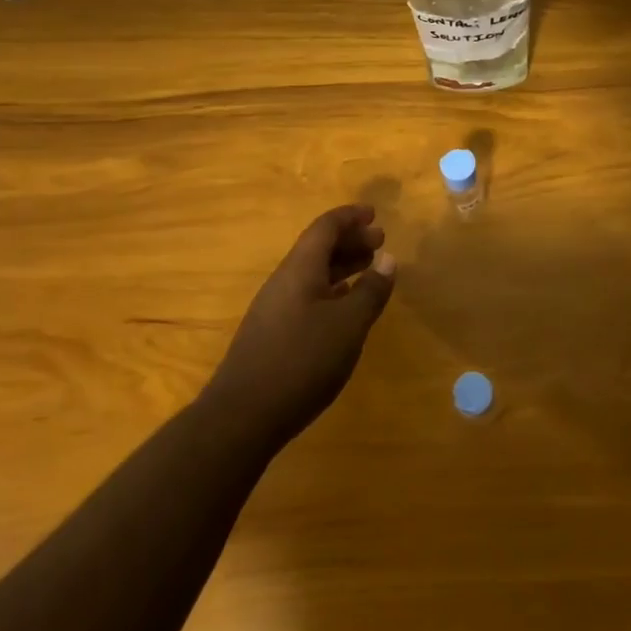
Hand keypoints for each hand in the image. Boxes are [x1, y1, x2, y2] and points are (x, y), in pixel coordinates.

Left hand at [203, 204, 397, 444]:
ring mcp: (274, 308)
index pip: (325, 228)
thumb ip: (371, 290)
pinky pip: (307, 296)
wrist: (242, 416)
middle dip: (349, 240)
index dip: (350, 217)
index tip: (374, 214)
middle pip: (317, 248)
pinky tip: (345, 307)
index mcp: (300, 269)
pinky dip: (331, 290)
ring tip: (369, 269)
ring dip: (342, 266)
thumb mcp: (348, 325)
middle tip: (380, 241)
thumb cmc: (301, 361)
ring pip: (312, 274)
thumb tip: (388, 258)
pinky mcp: (272, 334)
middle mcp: (284, 281)